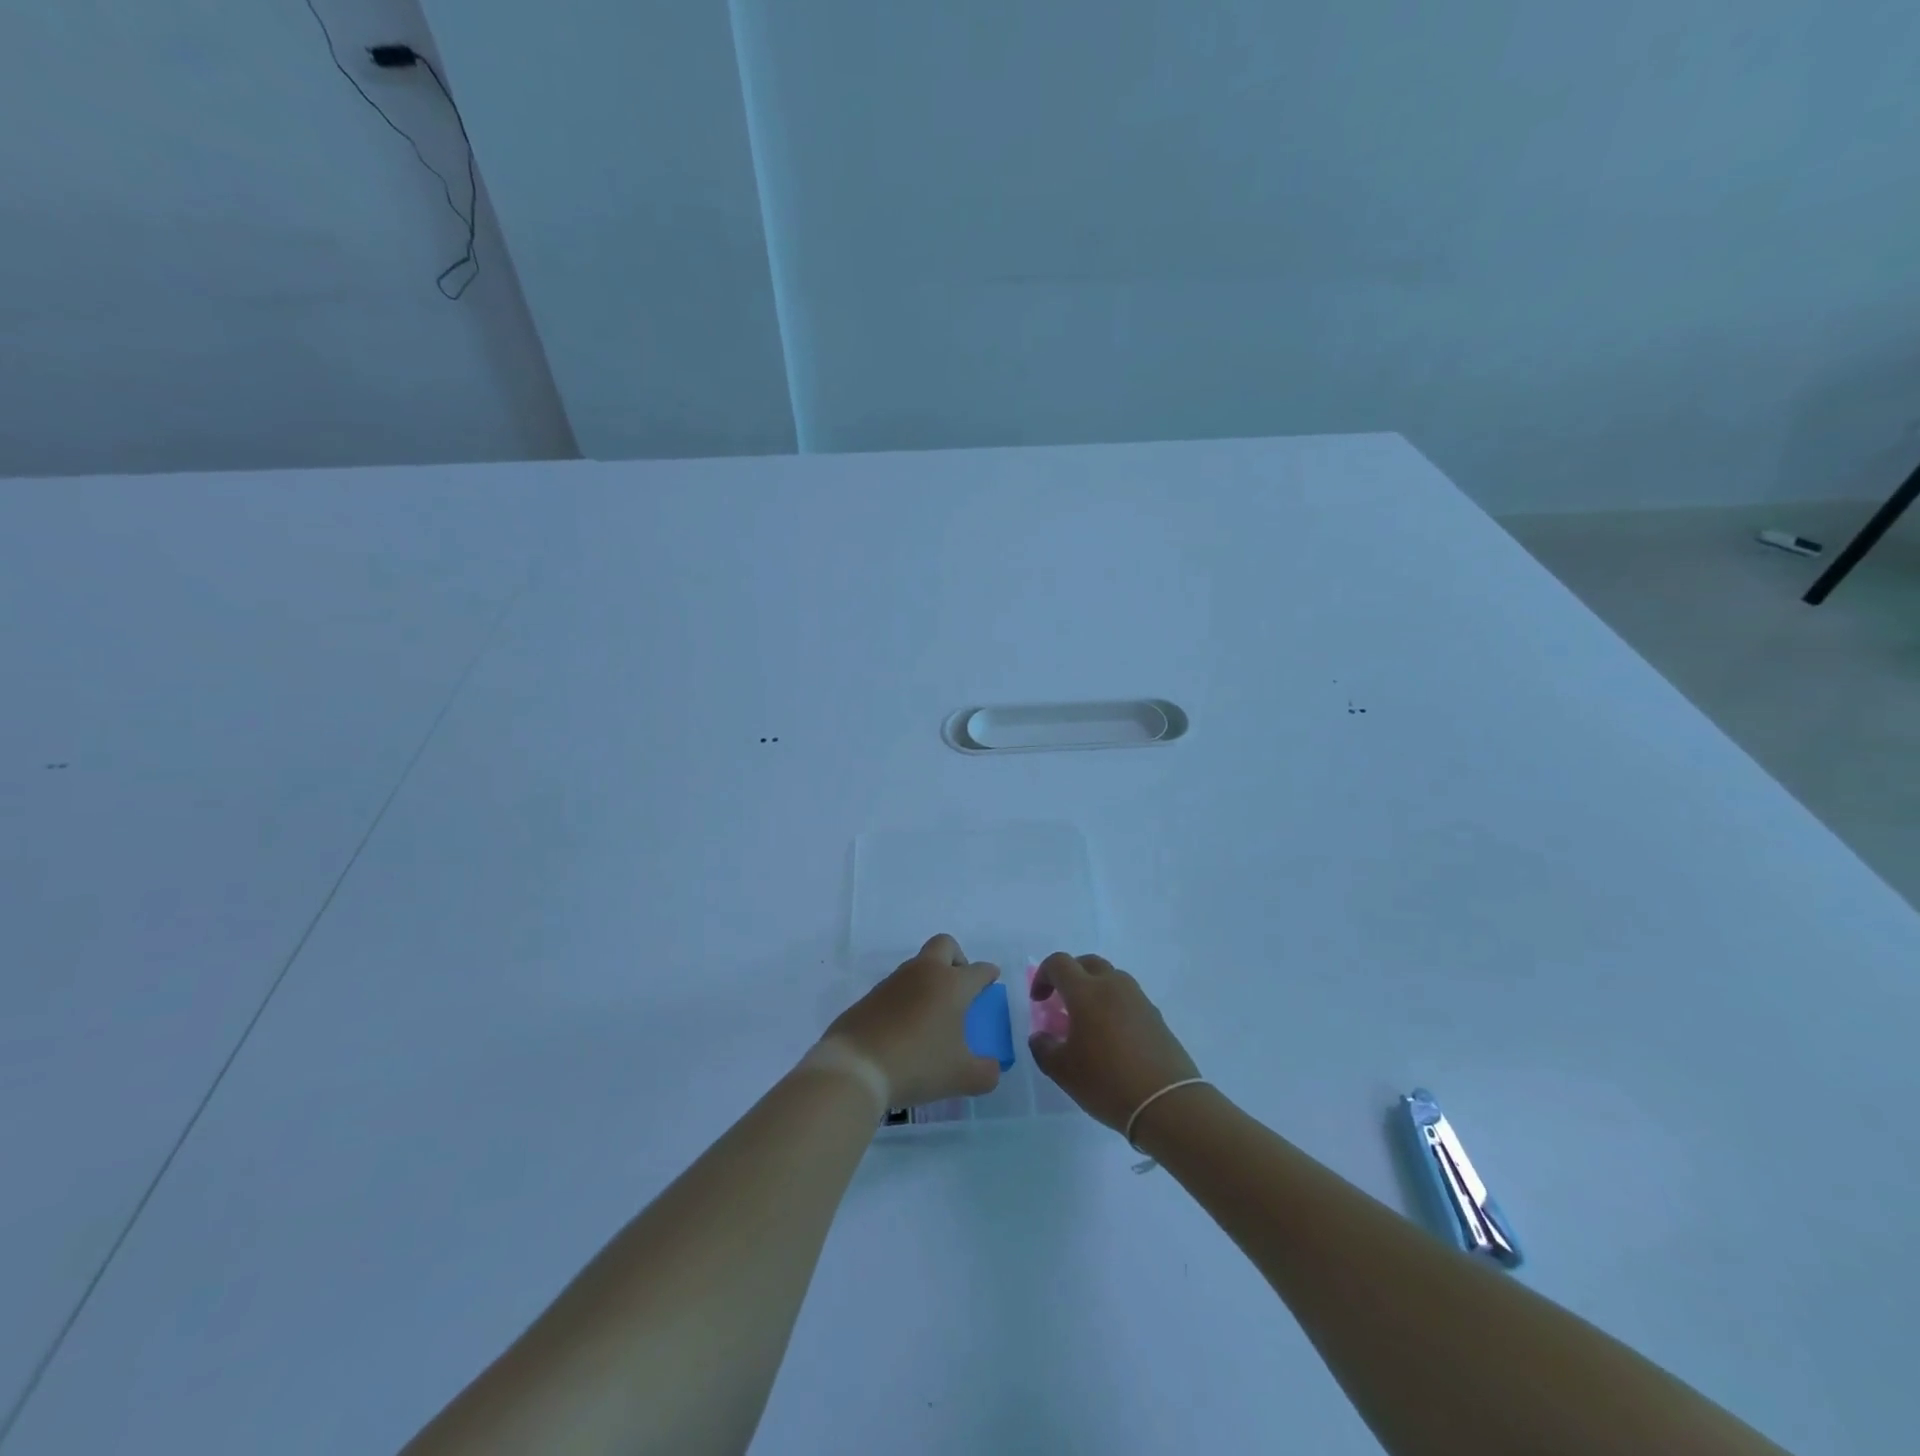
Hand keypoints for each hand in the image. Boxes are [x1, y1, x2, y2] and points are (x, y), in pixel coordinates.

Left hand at [822, 934, 1002, 1107]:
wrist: (856, 1066)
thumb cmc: (918, 1064)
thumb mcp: (962, 1077)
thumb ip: (986, 1072)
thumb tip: (992, 1068)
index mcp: (952, 984)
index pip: (978, 969)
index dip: (988, 974)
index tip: (992, 979)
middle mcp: (924, 973)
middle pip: (944, 945)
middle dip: (957, 958)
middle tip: (961, 986)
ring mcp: (894, 981)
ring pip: (918, 965)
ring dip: (929, 980)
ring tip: (933, 1015)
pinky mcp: (871, 996)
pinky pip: (897, 987)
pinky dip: (907, 998)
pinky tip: (906, 1027)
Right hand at [1027, 952, 1199, 1135]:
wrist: (1167, 1103)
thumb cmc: (1107, 1082)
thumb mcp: (1063, 1071)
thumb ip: (1044, 1048)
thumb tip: (1041, 1036)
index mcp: (1086, 992)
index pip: (1059, 963)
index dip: (1043, 976)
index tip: (1038, 1001)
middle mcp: (1114, 986)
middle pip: (1088, 963)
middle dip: (1070, 976)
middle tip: (1062, 1002)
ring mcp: (1139, 999)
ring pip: (1111, 979)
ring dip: (1094, 990)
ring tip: (1088, 1022)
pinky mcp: (1156, 1017)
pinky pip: (1128, 999)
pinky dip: (1114, 1007)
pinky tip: (1112, 1038)